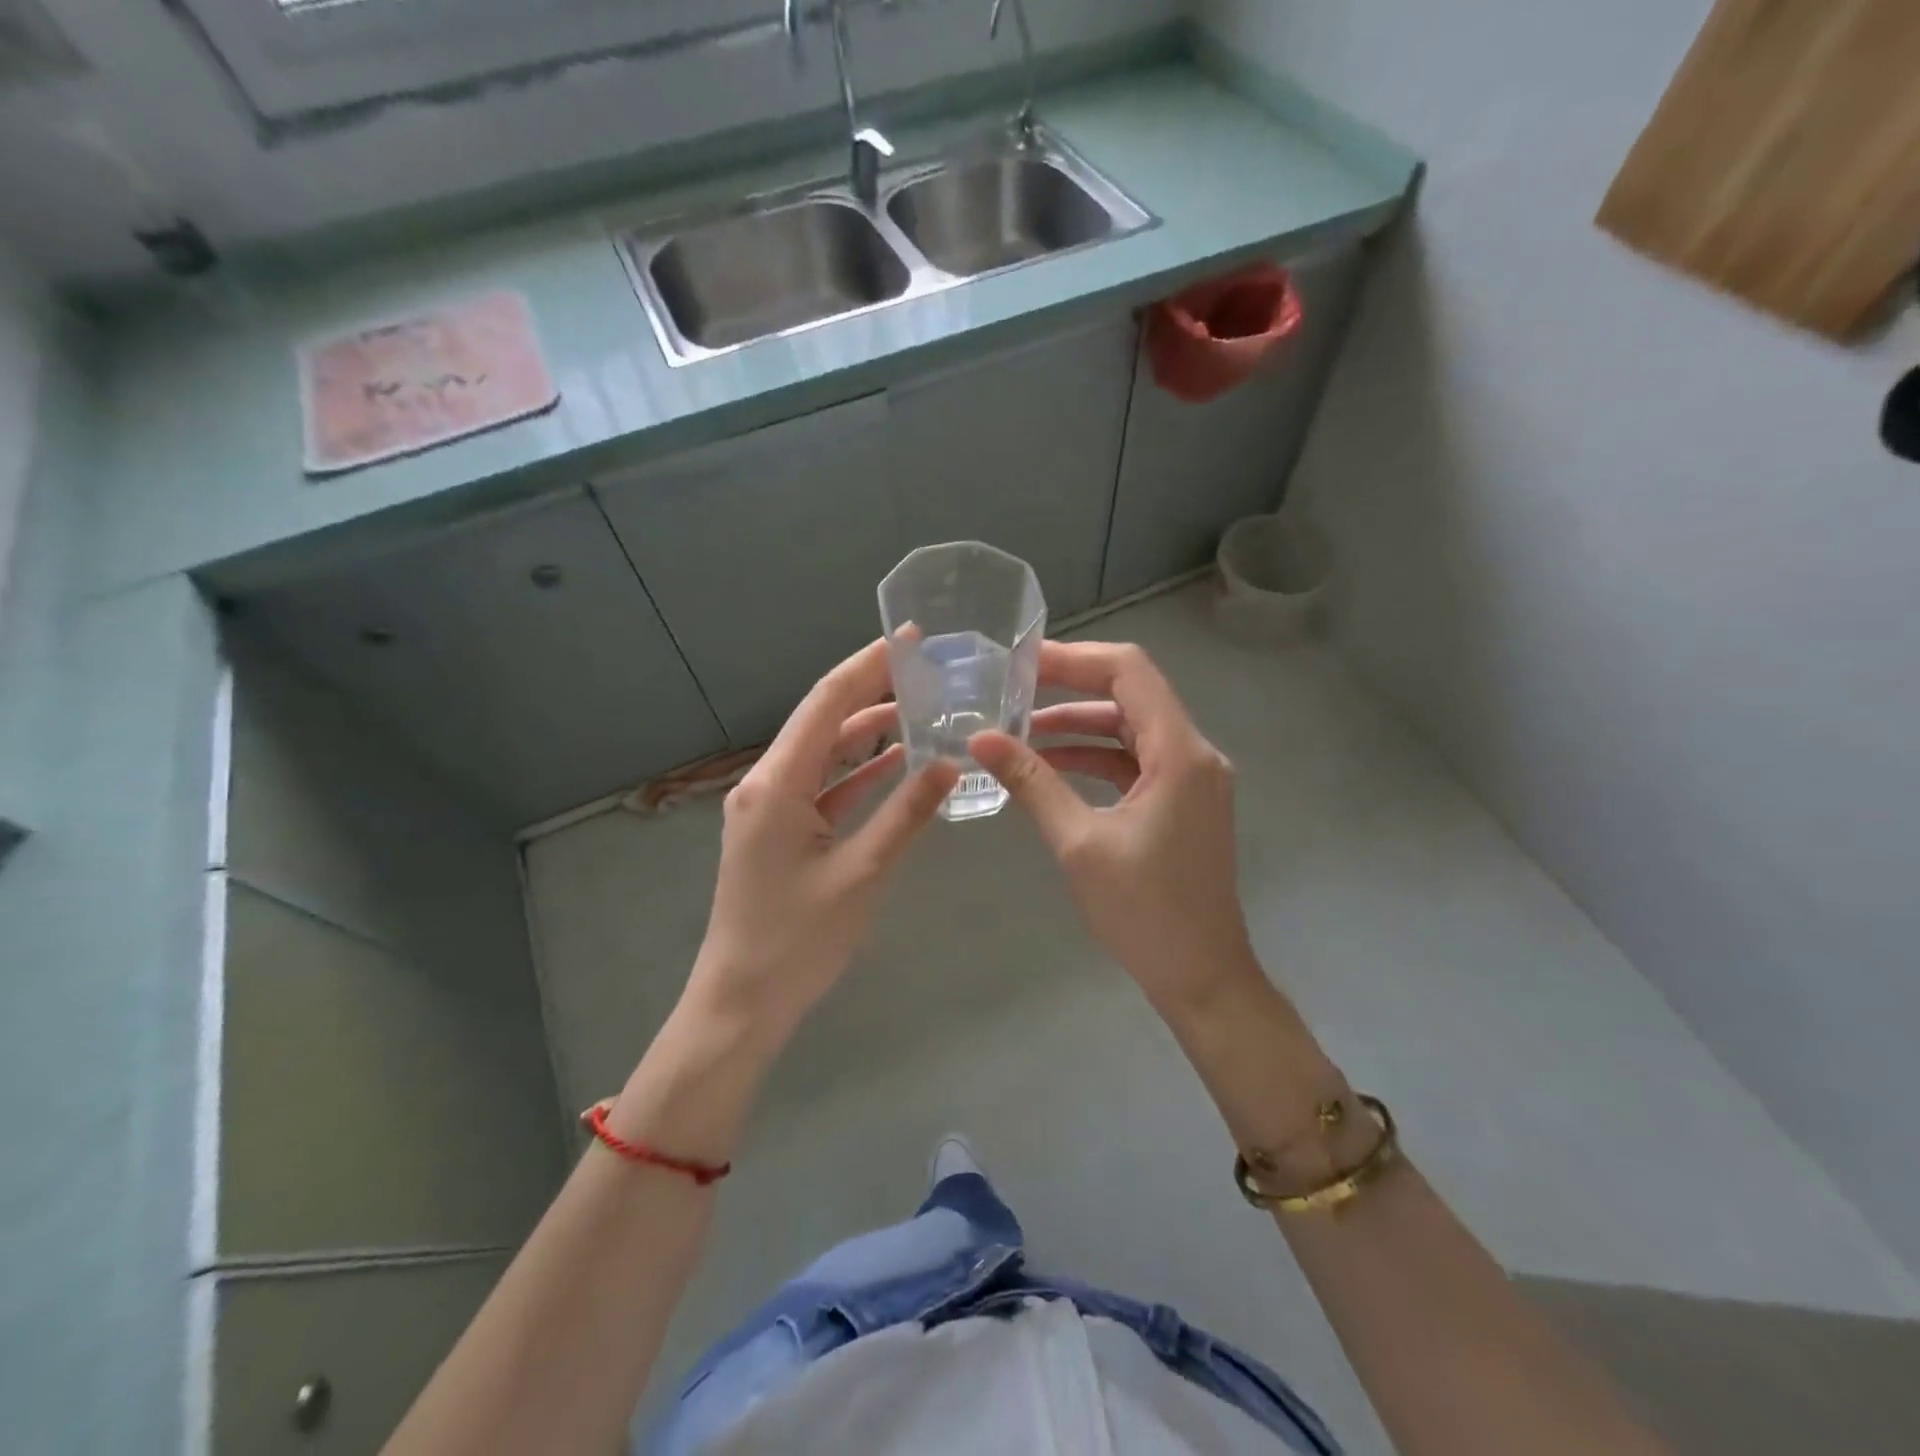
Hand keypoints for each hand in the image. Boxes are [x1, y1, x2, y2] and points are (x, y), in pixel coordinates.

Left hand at [684, 639, 958, 1049]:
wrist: (743, 1001)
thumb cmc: (798, 940)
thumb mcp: (861, 873)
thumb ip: (906, 813)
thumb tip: (950, 762)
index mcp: (777, 783)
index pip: (827, 703)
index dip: (868, 666)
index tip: (911, 637)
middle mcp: (767, 783)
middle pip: (824, 720)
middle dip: (872, 689)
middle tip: (926, 668)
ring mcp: (771, 807)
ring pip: (826, 753)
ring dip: (869, 731)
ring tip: (921, 707)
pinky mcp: (780, 830)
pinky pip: (824, 786)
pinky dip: (859, 772)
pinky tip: (898, 762)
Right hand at [970, 641, 1261, 1018]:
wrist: (1202, 977)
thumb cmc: (1145, 913)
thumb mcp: (1079, 843)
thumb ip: (1032, 782)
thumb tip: (980, 739)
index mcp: (1180, 753)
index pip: (1130, 671)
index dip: (1075, 658)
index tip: (1022, 661)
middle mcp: (1194, 753)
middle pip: (1131, 693)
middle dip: (1071, 685)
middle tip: (1012, 686)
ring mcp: (1191, 777)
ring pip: (1131, 727)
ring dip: (1079, 724)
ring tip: (1019, 726)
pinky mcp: (1182, 800)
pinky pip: (1135, 760)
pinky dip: (1094, 756)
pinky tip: (1050, 763)